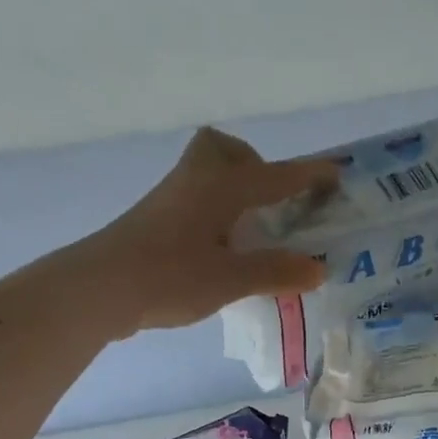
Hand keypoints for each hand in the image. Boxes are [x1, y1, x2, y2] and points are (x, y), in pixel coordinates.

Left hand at [69, 128, 339, 337]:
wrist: (102, 287)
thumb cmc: (170, 276)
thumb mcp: (230, 279)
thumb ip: (275, 271)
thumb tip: (318, 269)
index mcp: (220, 187)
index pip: (274, 176)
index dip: (307, 175)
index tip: (335, 173)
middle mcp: (195, 182)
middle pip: (223, 151)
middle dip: (253, 165)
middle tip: (271, 201)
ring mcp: (171, 200)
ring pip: (206, 175)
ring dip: (234, 190)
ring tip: (253, 231)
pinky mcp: (156, 222)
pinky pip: (195, 201)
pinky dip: (217, 213)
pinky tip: (223, 249)